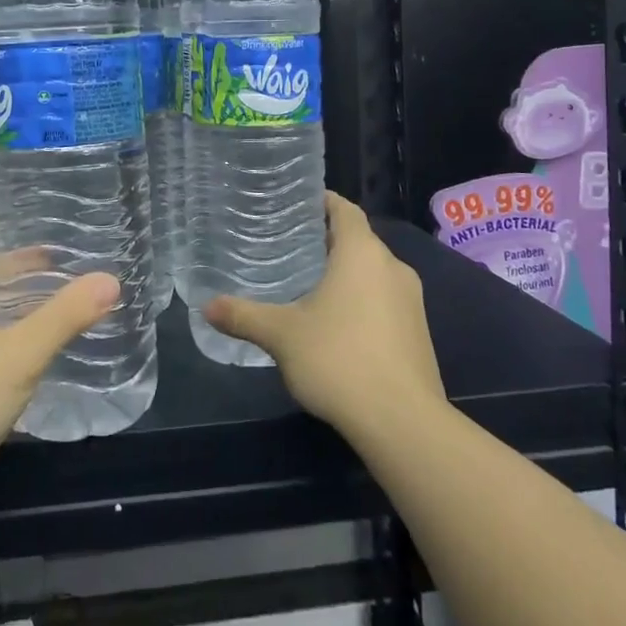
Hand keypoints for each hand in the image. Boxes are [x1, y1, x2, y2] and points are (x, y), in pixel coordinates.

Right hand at [203, 192, 444, 445]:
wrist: (403, 423)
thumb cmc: (339, 360)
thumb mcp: (281, 335)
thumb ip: (243, 316)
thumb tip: (207, 306)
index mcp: (362, 253)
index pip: (345, 209)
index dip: (322, 202)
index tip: (295, 205)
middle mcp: (392, 267)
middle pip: (358, 240)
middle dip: (326, 241)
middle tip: (288, 247)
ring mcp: (411, 301)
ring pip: (373, 272)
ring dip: (345, 273)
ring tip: (307, 284)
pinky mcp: (418, 332)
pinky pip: (384, 300)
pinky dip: (361, 300)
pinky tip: (336, 324)